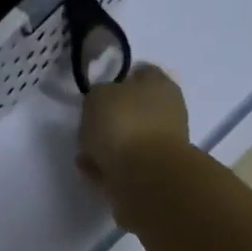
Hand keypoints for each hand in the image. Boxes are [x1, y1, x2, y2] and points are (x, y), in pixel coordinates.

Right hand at [76, 64, 192, 228]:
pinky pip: (125, 165)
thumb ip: (98, 96)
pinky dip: (108, 167)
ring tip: (84, 153)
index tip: (99, 93)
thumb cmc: (124, 124)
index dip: (120, 80)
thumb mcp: (98, 96)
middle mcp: (167, 113)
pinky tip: (90, 170)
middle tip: (89, 125)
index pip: (142, 73)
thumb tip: (102, 105)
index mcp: (160, 85)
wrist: (144, 177)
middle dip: (112, 118)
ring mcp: (162, 146)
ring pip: (130, 140)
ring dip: (108, 146)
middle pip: (135, 110)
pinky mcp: (153, 174)